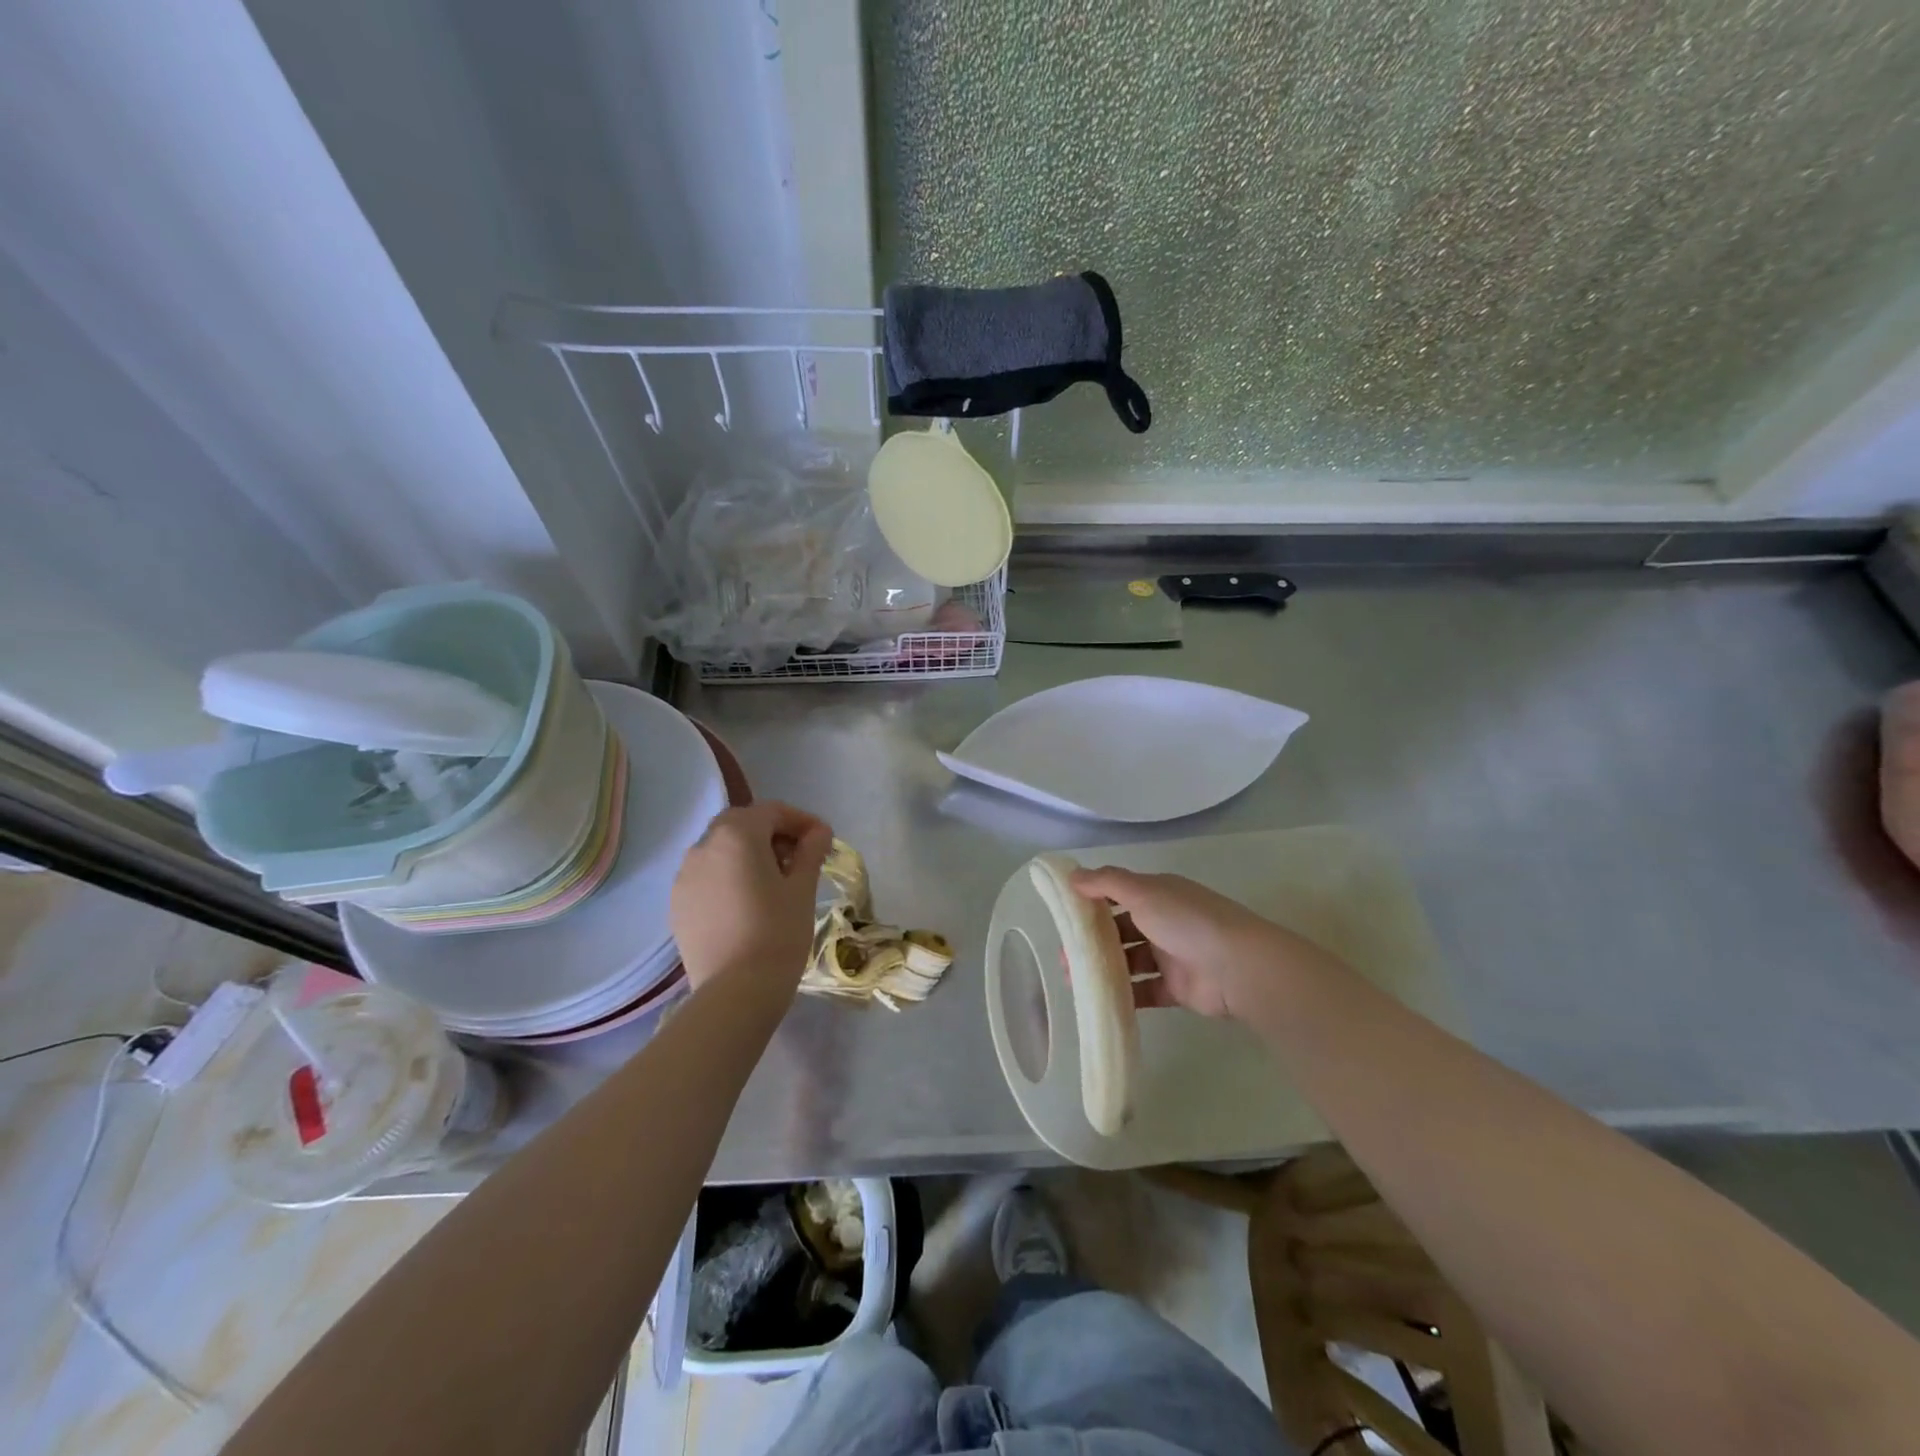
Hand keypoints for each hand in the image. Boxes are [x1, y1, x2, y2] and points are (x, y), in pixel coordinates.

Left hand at [671, 802, 832, 996]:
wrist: (734, 992)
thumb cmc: (777, 933)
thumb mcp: (802, 888)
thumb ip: (810, 852)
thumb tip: (819, 832)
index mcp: (736, 835)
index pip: (772, 811)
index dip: (802, 821)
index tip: (823, 840)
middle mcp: (703, 846)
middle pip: (742, 824)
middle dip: (772, 833)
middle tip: (798, 858)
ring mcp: (684, 875)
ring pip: (720, 849)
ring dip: (748, 853)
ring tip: (773, 881)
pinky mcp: (677, 903)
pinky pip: (706, 876)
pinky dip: (728, 876)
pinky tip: (747, 902)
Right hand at [1069, 866, 1333, 1019]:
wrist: (1238, 967)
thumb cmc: (1186, 921)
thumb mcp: (1143, 892)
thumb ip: (1107, 883)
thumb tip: (1072, 875)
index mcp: (1159, 894)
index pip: (1119, 893)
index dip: (1092, 902)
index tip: (1064, 915)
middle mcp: (1165, 921)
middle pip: (1122, 929)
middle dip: (1093, 940)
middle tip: (1064, 955)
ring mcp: (1172, 955)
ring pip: (1130, 961)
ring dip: (1104, 968)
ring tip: (1073, 979)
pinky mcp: (1177, 988)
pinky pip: (1145, 991)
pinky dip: (1124, 994)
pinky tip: (1099, 998)